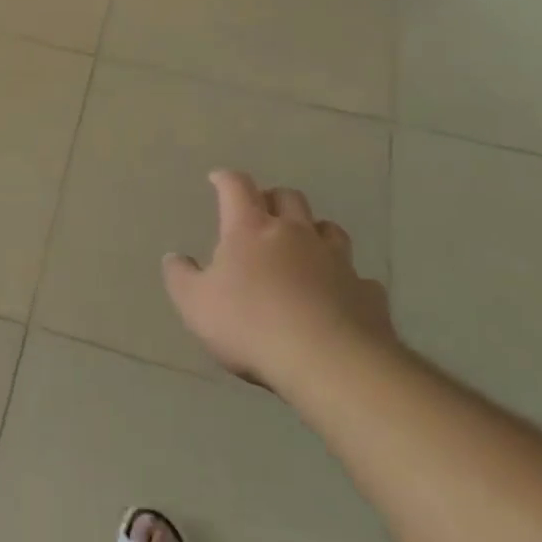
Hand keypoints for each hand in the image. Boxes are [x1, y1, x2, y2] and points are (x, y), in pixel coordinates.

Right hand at [163, 171, 398, 394]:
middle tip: (262, 212)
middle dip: (273, 199)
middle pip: (289, 198)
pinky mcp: (367, 293)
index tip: (218, 178)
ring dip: (314, 231)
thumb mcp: (195, 304)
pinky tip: (338, 295)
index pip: (237, 188)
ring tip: (304, 246)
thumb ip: (181, 277)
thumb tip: (175, 257)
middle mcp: (295, 234)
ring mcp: (336, 261)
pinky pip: (357, 277)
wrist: (329, 362)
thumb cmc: (250, 325)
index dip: (226, 179)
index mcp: (250, 230)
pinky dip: (345, 279)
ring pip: (329, 229)